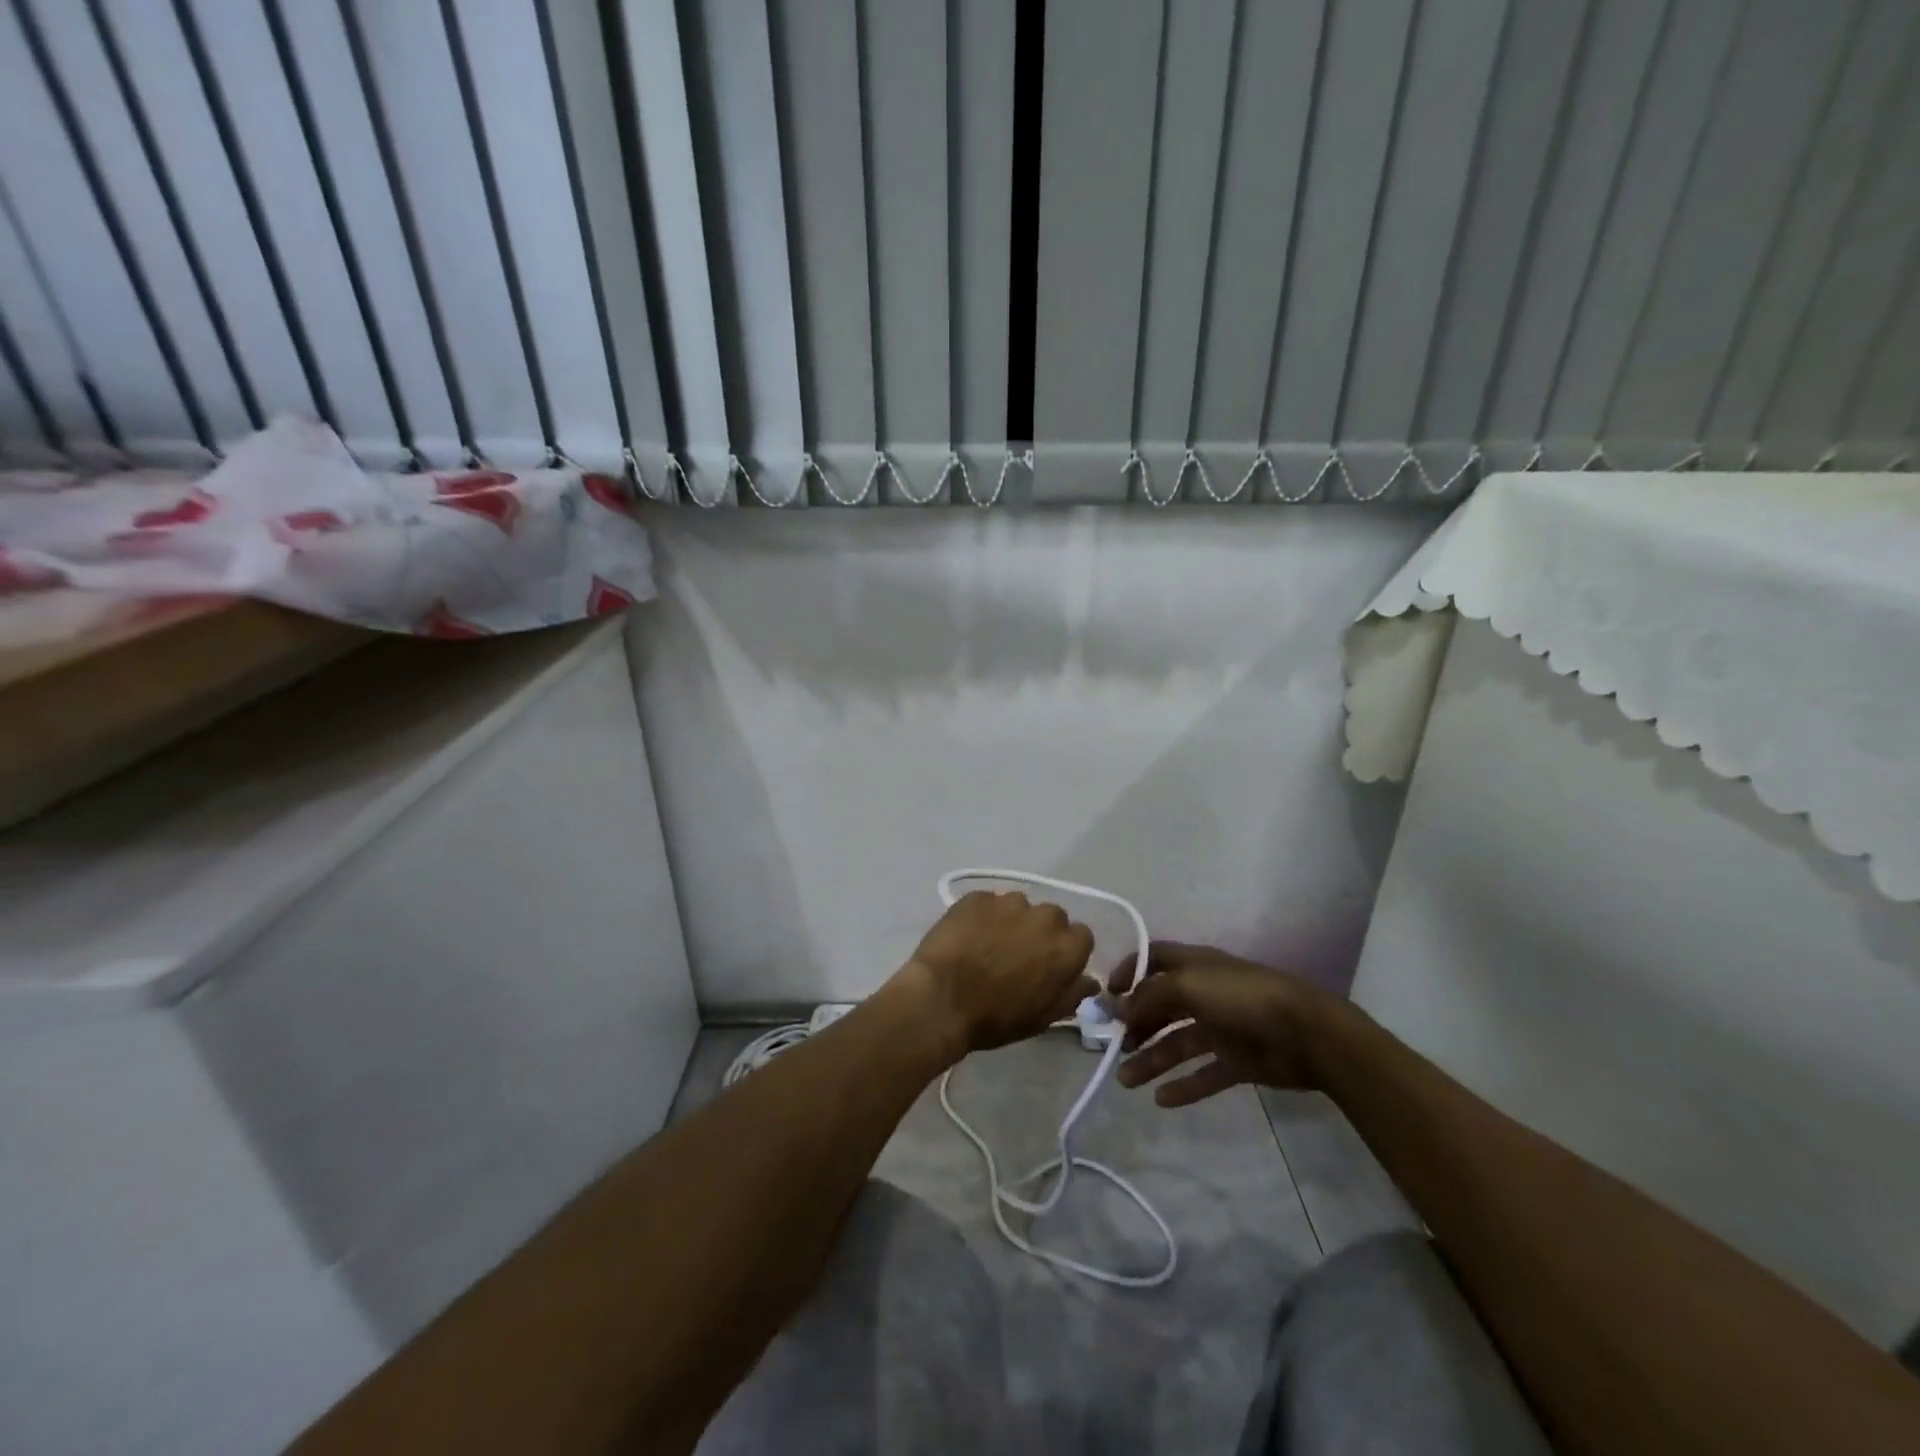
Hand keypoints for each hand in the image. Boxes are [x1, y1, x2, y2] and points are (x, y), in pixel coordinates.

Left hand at [903, 891, 1097, 1053]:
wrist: (941, 999)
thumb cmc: (996, 1017)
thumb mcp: (1041, 1017)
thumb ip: (1071, 994)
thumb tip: (1089, 981)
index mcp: (1066, 947)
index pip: (1081, 937)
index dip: (1065, 951)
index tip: (1049, 966)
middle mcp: (1044, 916)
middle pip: (1051, 918)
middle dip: (1040, 933)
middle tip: (1018, 955)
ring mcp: (1008, 902)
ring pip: (1019, 907)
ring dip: (1011, 921)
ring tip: (988, 944)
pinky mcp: (977, 896)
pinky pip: (988, 903)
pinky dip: (983, 916)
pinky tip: (967, 936)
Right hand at [1113, 942, 1355, 1105]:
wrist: (1306, 1033)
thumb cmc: (1241, 997)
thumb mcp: (1187, 985)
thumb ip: (1150, 995)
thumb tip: (1121, 1008)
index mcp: (1194, 966)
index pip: (1154, 959)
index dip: (1130, 971)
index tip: (1109, 995)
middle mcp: (1205, 993)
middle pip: (1161, 1006)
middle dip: (1136, 1024)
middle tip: (1114, 1047)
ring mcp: (1222, 1028)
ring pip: (1177, 1043)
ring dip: (1151, 1059)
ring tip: (1126, 1080)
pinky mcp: (1238, 1060)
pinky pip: (1204, 1073)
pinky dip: (1183, 1085)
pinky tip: (1161, 1100)